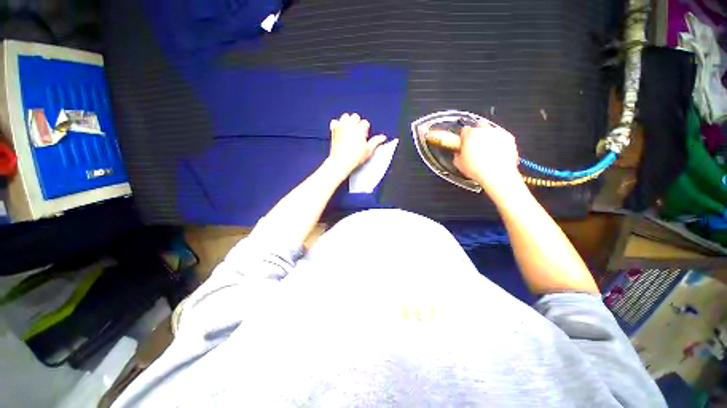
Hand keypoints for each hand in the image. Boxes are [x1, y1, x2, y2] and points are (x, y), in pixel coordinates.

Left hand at [327, 113, 386, 174]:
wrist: (341, 161)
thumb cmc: (355, 157)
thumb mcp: (369, 150)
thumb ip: (376, 141)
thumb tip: (383, 137)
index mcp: (360, 129)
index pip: (365, 122)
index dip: (365, 129)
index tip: (364, 136)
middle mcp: (350, 125)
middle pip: (355, 116)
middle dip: (357, 122)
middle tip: (357, 133)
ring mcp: (341, 126)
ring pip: (345, 116)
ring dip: (348, 121)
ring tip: (349, 130)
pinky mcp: (333, 130)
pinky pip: (335, 121)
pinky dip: (337, 125)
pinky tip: (340, 131)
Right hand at [453, 121, 522, 195]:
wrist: (497, 175)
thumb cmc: (478, 170)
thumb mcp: (459, 164)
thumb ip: (457, 154)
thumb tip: (458, 153)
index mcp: (470, 135)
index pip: (464, 130)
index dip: (463, 136)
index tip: (463, 141)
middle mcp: (484, 130)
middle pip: (479, 125)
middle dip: (476, 132)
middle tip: (474, 143)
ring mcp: (497, 133)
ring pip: (491, 130)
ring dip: (488, 136)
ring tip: (486, 149)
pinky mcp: (509, 138)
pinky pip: (502, 136)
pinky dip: (499, 141)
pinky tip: (495, 152)